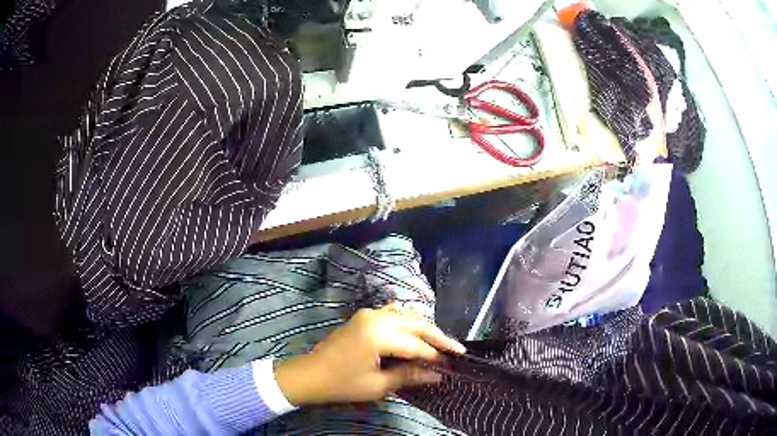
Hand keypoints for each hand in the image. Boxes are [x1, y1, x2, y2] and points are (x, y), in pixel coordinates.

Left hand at [274, 306, 465, 405]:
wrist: (310, 375)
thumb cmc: (342, 383)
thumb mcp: (378, 385)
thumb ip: (409, 375)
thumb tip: (438, 374)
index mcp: (379, 335)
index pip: (417, 344)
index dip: (436, 354)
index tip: (453, 363)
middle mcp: (376, 317)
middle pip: (416, 323)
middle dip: (438, 337)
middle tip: (456, 350)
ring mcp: (369, 314)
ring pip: (406, 315)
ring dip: (424, 328)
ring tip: (439, 343)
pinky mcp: (364, 316)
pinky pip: (393, 313)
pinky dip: (408, 322)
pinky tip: (416, 332)